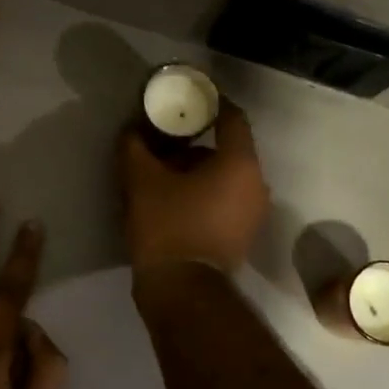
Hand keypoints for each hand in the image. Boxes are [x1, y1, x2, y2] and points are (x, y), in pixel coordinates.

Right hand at [119, 99, 270, 273]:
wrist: (182, 290)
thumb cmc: (167, 226)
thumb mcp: (140, 179)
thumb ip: (135, 145)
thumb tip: (132, 128)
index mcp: (240, 163)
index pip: (232, 117)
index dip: (210, 102)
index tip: (187, 98)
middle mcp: (256, 184)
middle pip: (226, 149)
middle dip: (194, 141)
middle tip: (163, 140)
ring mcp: (253, 212)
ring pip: (225, 176)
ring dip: (196, 169)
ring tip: (162, 173)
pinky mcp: (242, 234)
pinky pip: (225, 199)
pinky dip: (204, 192)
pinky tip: (173, 199)